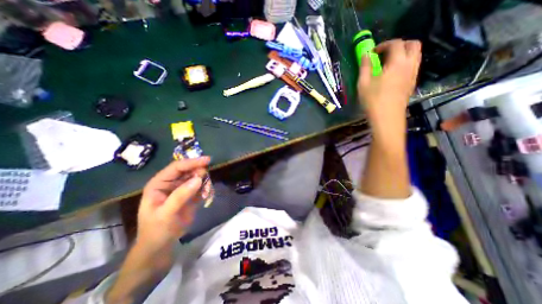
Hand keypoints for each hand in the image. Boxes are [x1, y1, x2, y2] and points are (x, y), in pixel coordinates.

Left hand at [137, 157, 209, 250]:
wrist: (162, 245)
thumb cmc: (157, 229)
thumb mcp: (166, 214)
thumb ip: (180, 195)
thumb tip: (198, 178)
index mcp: (160, 183)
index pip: (177, 167)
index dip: (192, 162)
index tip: (208, 160)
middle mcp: (172, 182)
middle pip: (190, 170)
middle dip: (200, 174)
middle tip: (206, 184)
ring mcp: (183, 188)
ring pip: (198, 177)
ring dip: (205, 183)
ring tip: (206, 194)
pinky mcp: (191, 194)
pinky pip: (202, 186)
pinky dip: (207, 189)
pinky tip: (206, 197)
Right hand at [359, 38, 423, 130]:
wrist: (386, 117)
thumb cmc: (373, 100)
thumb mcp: (363, 83)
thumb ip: (365, 67)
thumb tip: (365, 55)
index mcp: (397, 63)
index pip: (396, 43)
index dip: (384, 44)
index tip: (373, 52)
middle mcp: (409, 65)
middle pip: (413, 44)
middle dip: (399, 44)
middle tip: (385, 53)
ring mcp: (413, 75)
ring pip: (415, 55)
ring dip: (403, 54)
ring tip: (388, 64)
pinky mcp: (412, 83)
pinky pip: (413, 66)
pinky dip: (405, 64)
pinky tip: (392, 74)